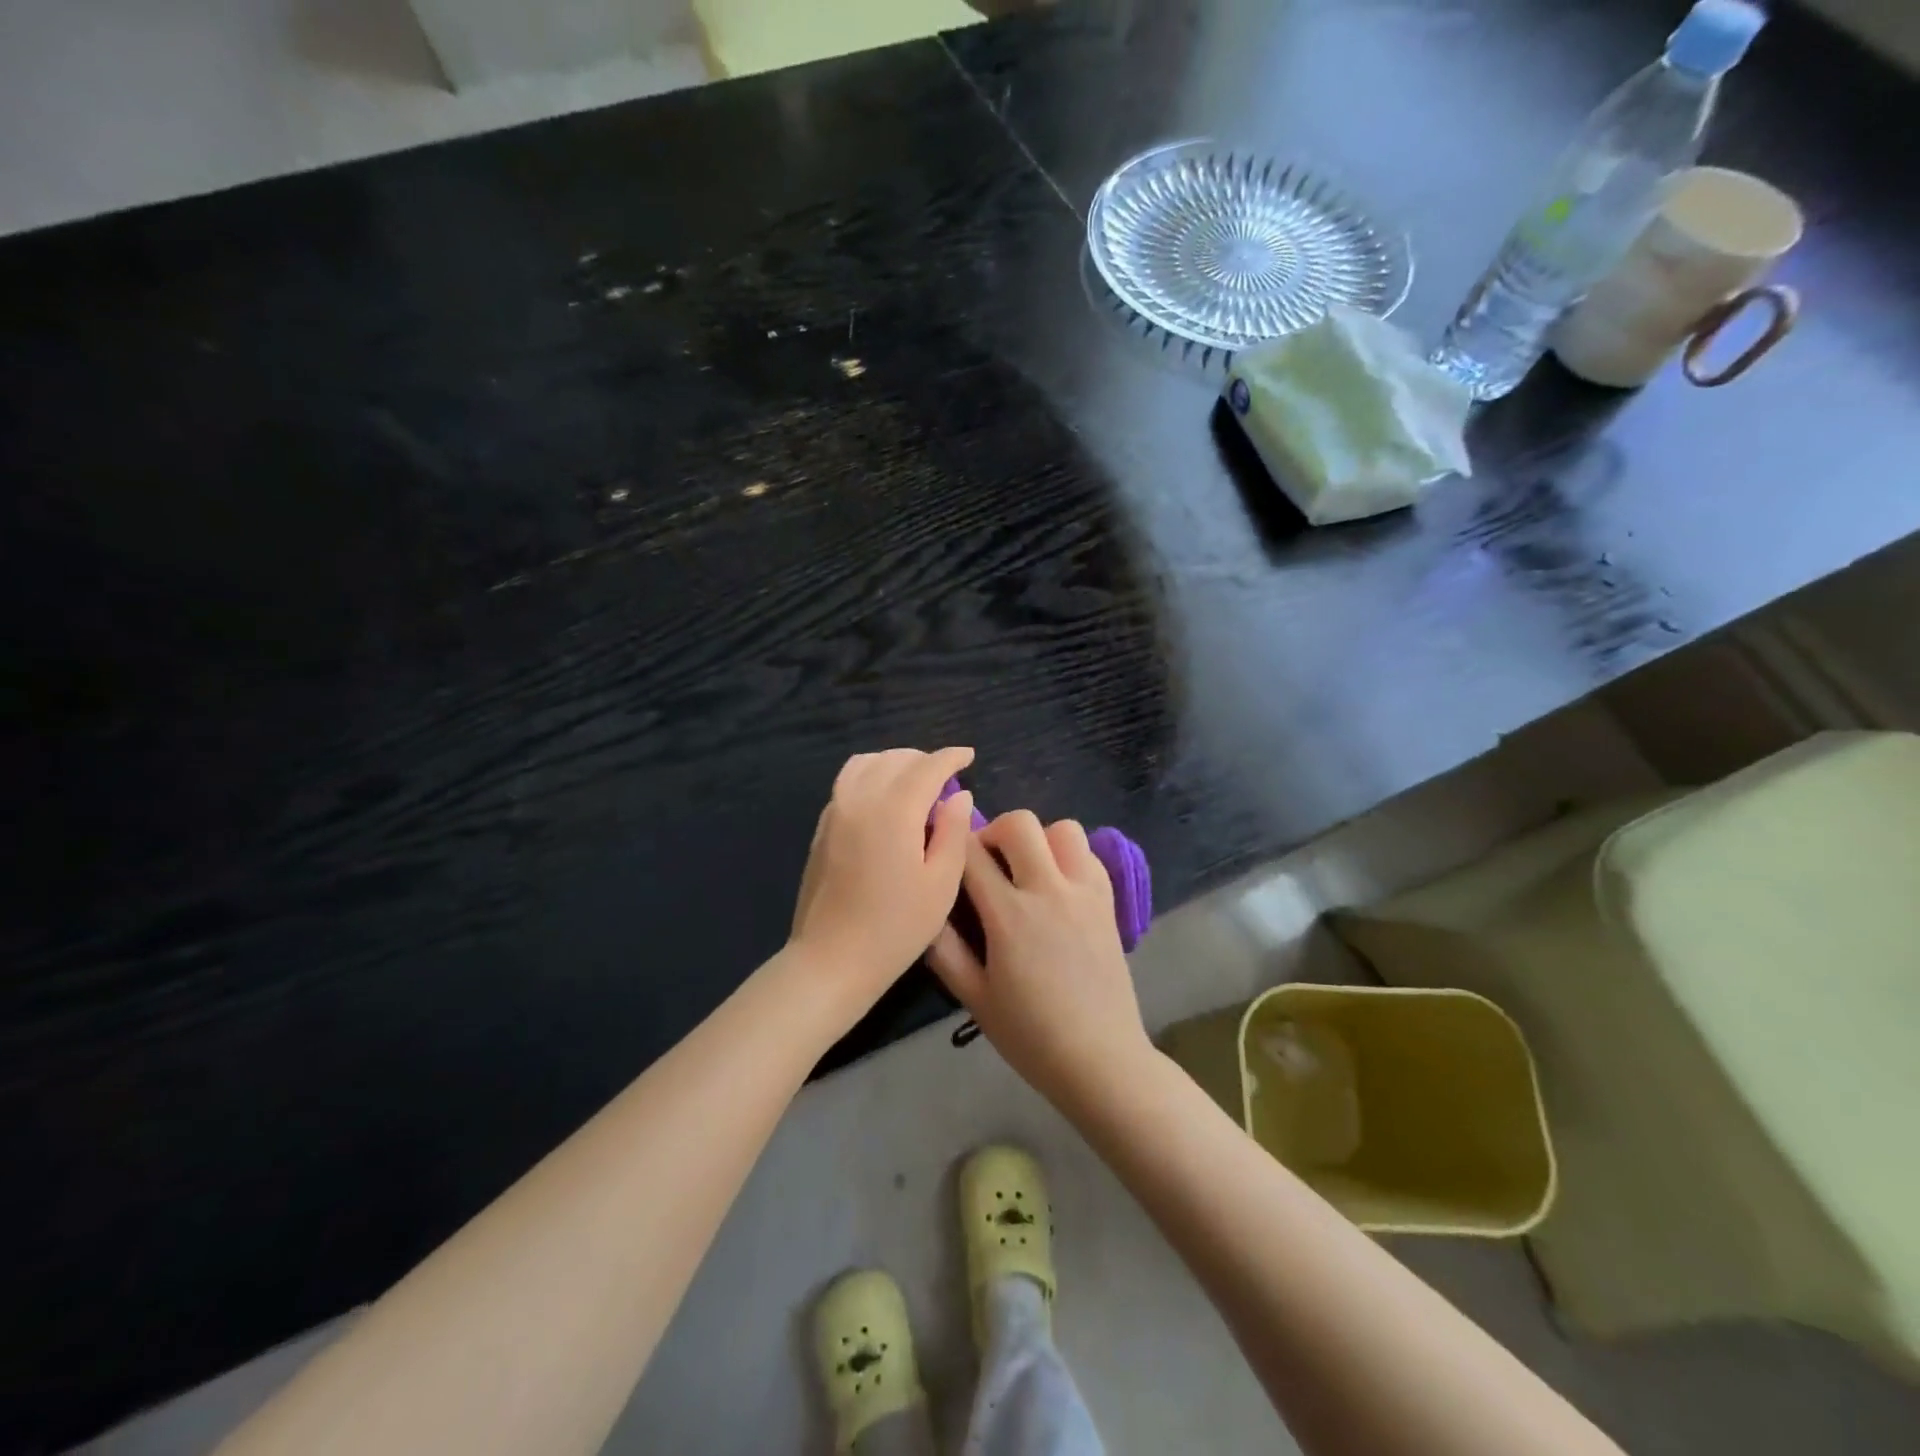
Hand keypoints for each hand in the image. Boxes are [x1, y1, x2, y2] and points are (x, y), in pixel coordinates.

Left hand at [789, 747, 975, 1013]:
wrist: (831, 960)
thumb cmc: (896, 927)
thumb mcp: (941, 883)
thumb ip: (953, 831)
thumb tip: (957, 795)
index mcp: (894, 809)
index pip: (927, 767)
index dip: (951, 757)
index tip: (969, 756)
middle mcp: (860, 798)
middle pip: (895, 759)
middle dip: (924, 760)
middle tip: (946, 778)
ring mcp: (834, 811)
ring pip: (865, 764)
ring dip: (894, 763)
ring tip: (914, 783)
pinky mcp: (821, 828)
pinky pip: (847, 783)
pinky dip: (871, 777)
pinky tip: (885, 802)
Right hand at [926, 810, 1152, 1114]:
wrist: (1101, 1059)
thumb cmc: (1030, 1036)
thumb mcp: (974, 999)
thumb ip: (944, 950)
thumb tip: (926, 910)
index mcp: (1010, 915)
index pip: (972, 853)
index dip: (953, 845)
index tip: (945, 856)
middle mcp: (1050, 890)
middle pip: (1019, 823)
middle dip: (994, 832)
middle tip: (986, 863)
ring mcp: (1085, 892)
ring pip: (1062, 828)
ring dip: (1038, 840)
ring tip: (1027, 871)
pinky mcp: (1108, 901)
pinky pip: (1088, 854)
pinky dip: (1069, 856)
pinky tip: (1057, 886)